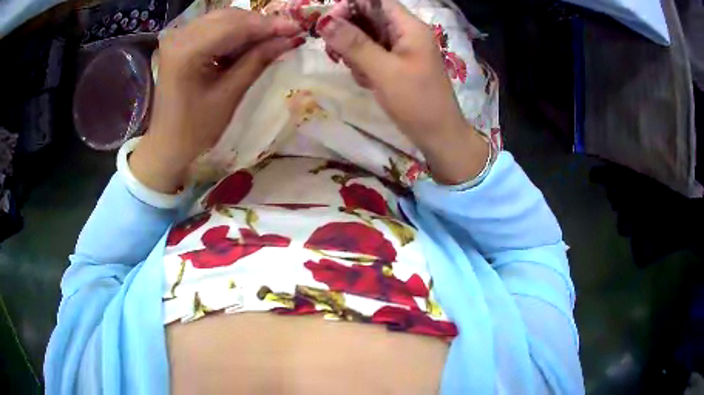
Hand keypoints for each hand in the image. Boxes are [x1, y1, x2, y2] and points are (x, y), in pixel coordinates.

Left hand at [130, 9, 303, 192]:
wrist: (167, 143)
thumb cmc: (195, 128)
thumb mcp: (229, 95)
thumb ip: (257, 61)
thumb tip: (289, 39)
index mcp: (187, 51)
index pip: (235, 26)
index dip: (268, 25)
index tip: (298, 27)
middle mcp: (180, 36)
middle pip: (229, 17)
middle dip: (260, 24)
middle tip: (287, 34)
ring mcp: (178, 37)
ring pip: (223, 19)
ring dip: (248, 27)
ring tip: (270, 40)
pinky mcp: (180, 41)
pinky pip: (213, 27)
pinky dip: (234, 33)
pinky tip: (248, 44)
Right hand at [316, 0, 488, 183]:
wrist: (439, 136)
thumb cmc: (417, 102)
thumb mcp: (383, 71)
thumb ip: (354, 44)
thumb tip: (324, 21)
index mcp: (409, 27)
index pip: (376, 1)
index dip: (350, 6)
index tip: (328, 24)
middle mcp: (406, 33)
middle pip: (368, 18)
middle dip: (349, 33)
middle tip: (336, 53)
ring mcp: (402, 49)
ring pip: (367, 37)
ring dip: (354, 52)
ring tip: (358, 73)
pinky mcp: (397, 65)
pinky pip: (372, 54)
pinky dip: (364, 65)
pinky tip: (366, 81)